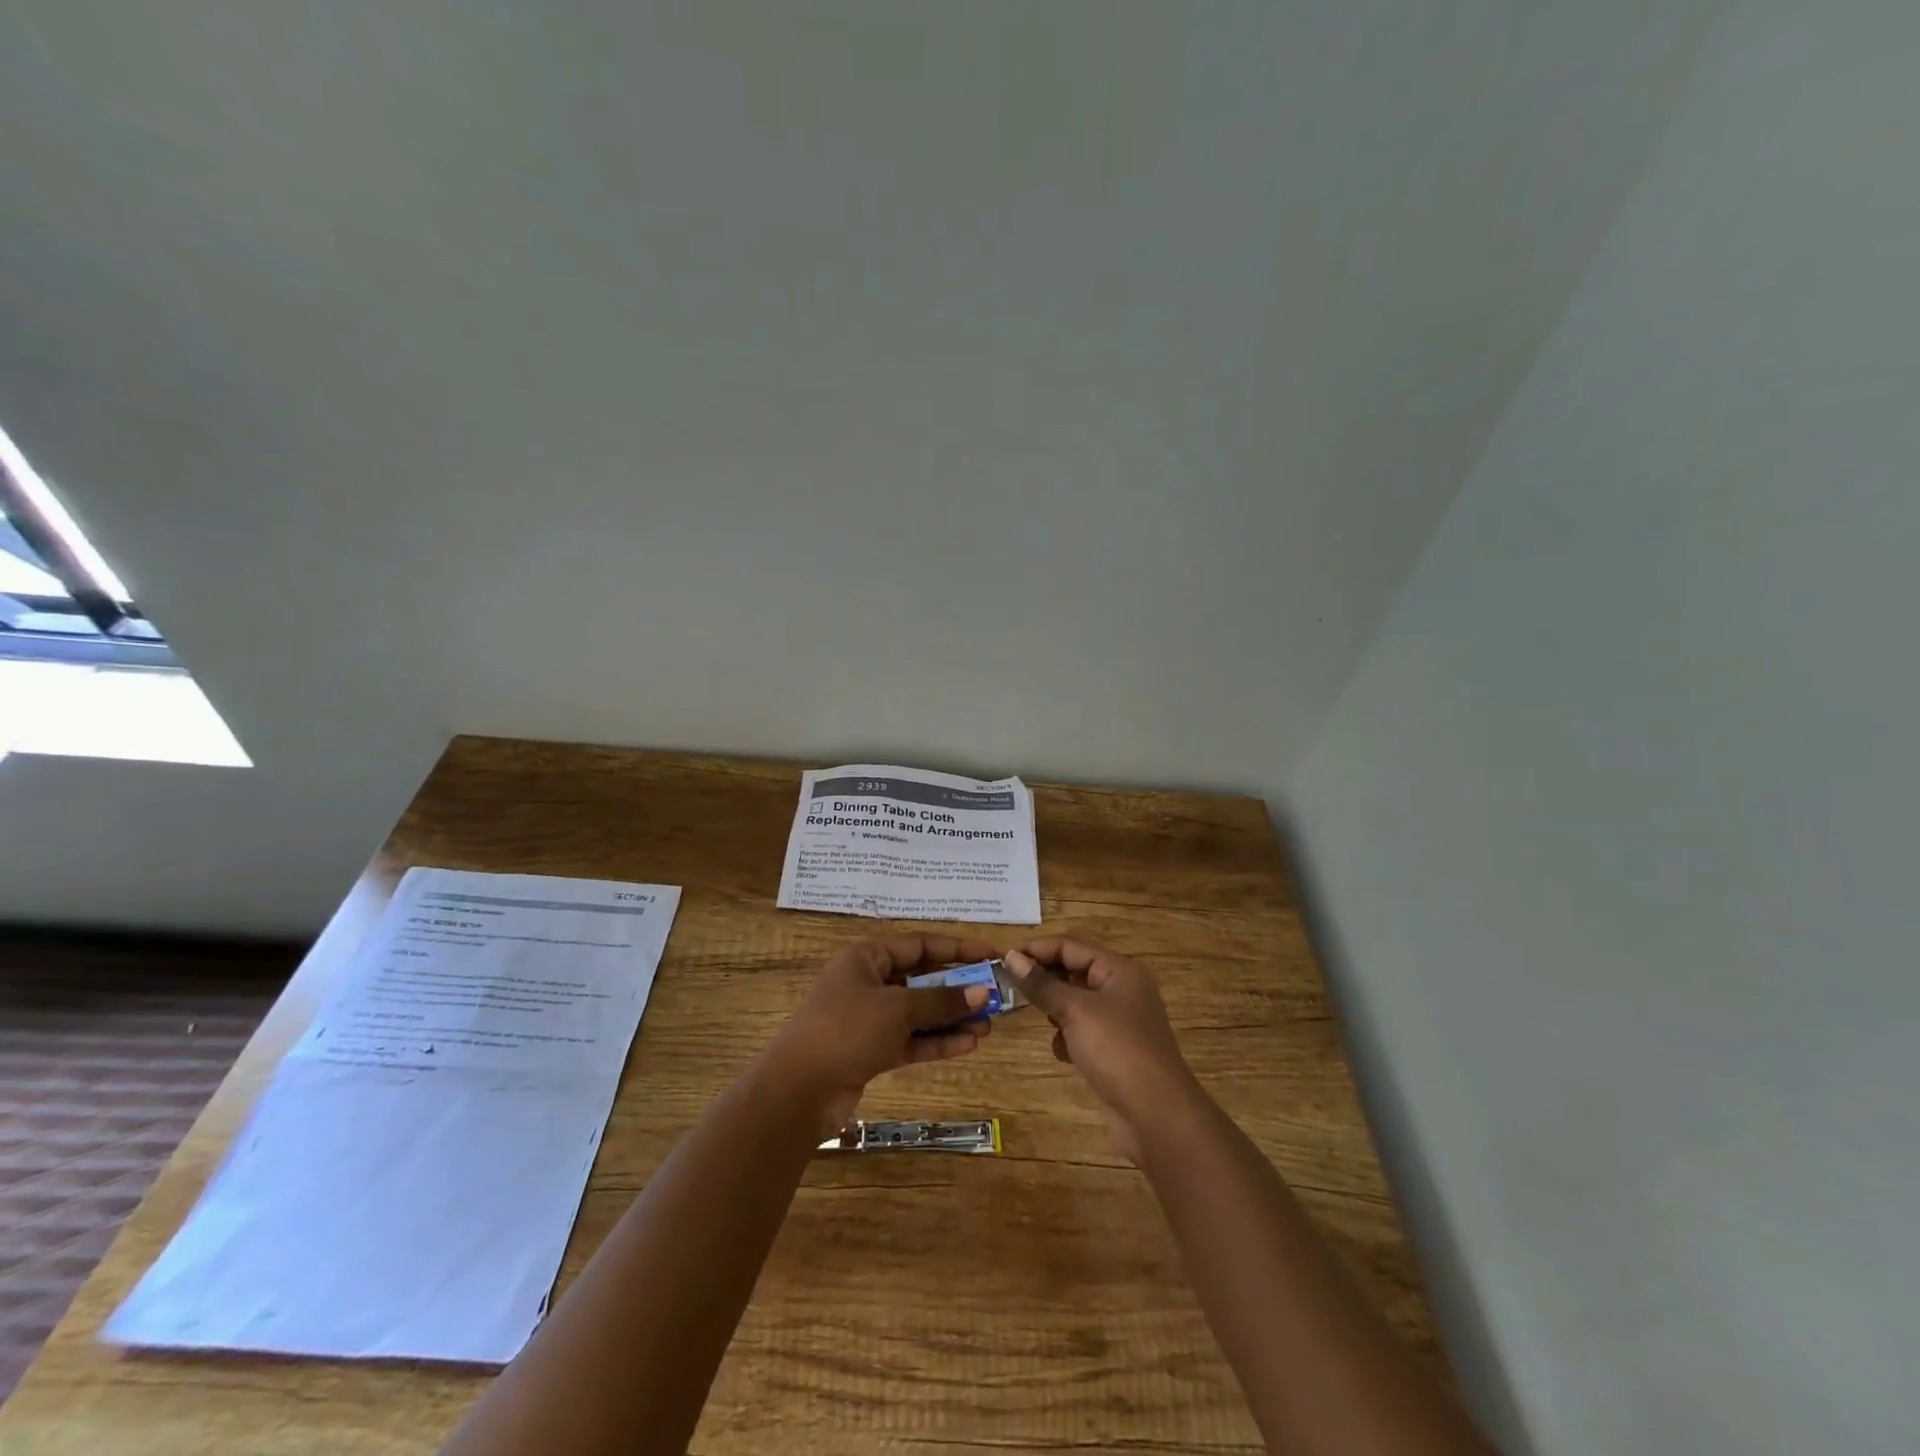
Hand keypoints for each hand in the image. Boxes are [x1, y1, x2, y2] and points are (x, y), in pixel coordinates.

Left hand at [764, 934, 998, 1134]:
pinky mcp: (870, 1051)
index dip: (957, 948)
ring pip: (918, 1012)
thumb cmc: (847, 1030)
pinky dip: (936, 1041)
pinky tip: (967, 1045)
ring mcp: (869, 1019)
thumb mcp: (898, 1008)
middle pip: (921, 979)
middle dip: (957, 989)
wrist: (798, 1091)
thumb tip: (983, 991)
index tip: (991, 955)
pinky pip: (910, 1039)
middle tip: (994, 997)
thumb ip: (941, 1000)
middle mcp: (868, 982)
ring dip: (951, 1018)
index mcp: (867, 957)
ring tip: (987, 1026)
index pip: (920, 944)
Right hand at [1004, 939, 1199, 1161]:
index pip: (1070, 946)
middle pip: (1074, 970)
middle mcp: (1121, 990)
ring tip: (1030, 1013)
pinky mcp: (1114, 1051)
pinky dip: (1068, 1036)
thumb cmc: (1117, 1051)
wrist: (1157, 1117)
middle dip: (1042, 976)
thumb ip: (1042, 984)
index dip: (1036, 948)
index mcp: (1119, 971)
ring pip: (1076, 1002)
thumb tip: (1011, 957)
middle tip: (1006, 983)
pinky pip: (1082, 1031)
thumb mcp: (1076, 1011)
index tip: (1001, 957)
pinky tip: (1061, 1051)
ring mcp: (1119, 1022)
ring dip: (1054, 1007)